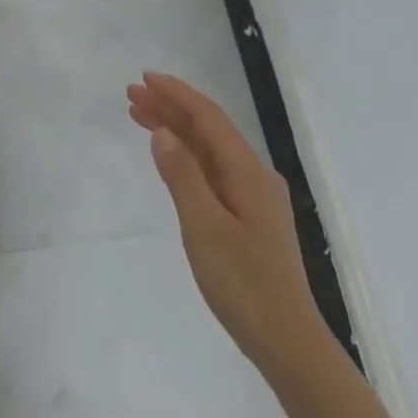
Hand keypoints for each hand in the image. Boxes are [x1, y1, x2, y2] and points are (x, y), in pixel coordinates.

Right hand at [129, 72, 328, 378]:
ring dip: (176, 131)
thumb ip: (183, 176)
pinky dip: (186, 157)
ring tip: (139, 116)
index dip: (177, 95)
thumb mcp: (204, 227)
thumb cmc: (243, 284)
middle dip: (171, 109)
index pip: (209, 120)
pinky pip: (211, 172)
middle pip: (209, 131)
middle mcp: (253, 177)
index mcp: (247, 173)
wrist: (285, 338)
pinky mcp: (246, 217)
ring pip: (209, 151)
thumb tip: (163, 132)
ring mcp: (251, 197)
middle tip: (132, 95)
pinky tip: (169, 157)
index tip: (145, 79)